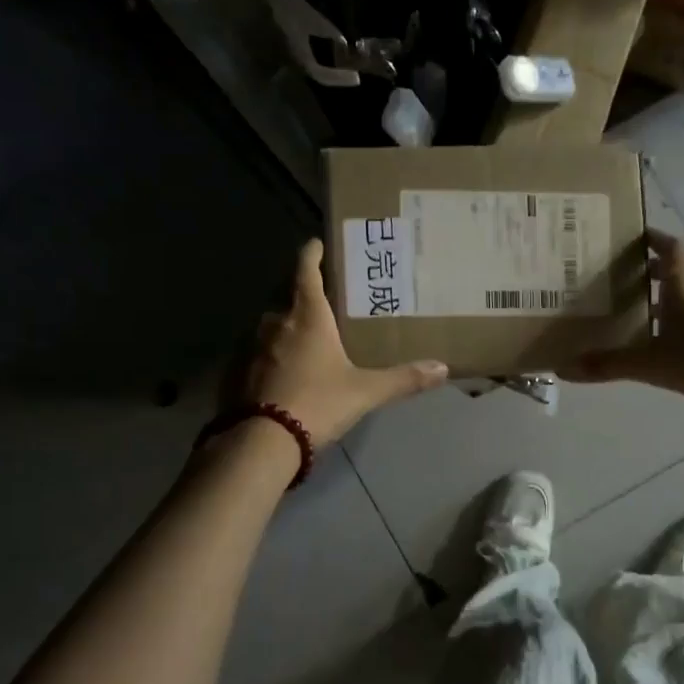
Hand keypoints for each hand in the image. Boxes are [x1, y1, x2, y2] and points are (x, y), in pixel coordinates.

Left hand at [240, 238, 448, 445]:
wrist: (264, 441)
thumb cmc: (318, 402)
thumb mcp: (365, 391)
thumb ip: (403, 379)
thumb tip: (442, 369)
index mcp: (308, 318)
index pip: (306, 272)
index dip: (312, 254)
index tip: (316, 243)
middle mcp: (277, 324)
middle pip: (291, 301)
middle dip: (307, 301)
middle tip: (328, 307)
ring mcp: (254, 348)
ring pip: (274, 329)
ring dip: (289, 331)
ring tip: (310, 343)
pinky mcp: (240, 373)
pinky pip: (261, 355)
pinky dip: (275, 357)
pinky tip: (288, 375)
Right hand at [559, 229, 683, 404]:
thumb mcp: (651, 365)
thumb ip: (609, 365)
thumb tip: (564, 369)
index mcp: (683, 284)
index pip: (669, 248)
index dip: (653, 240)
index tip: (636, 238)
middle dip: (660, 267)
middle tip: (635, 275)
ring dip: (678, 291)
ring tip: (655, 308)